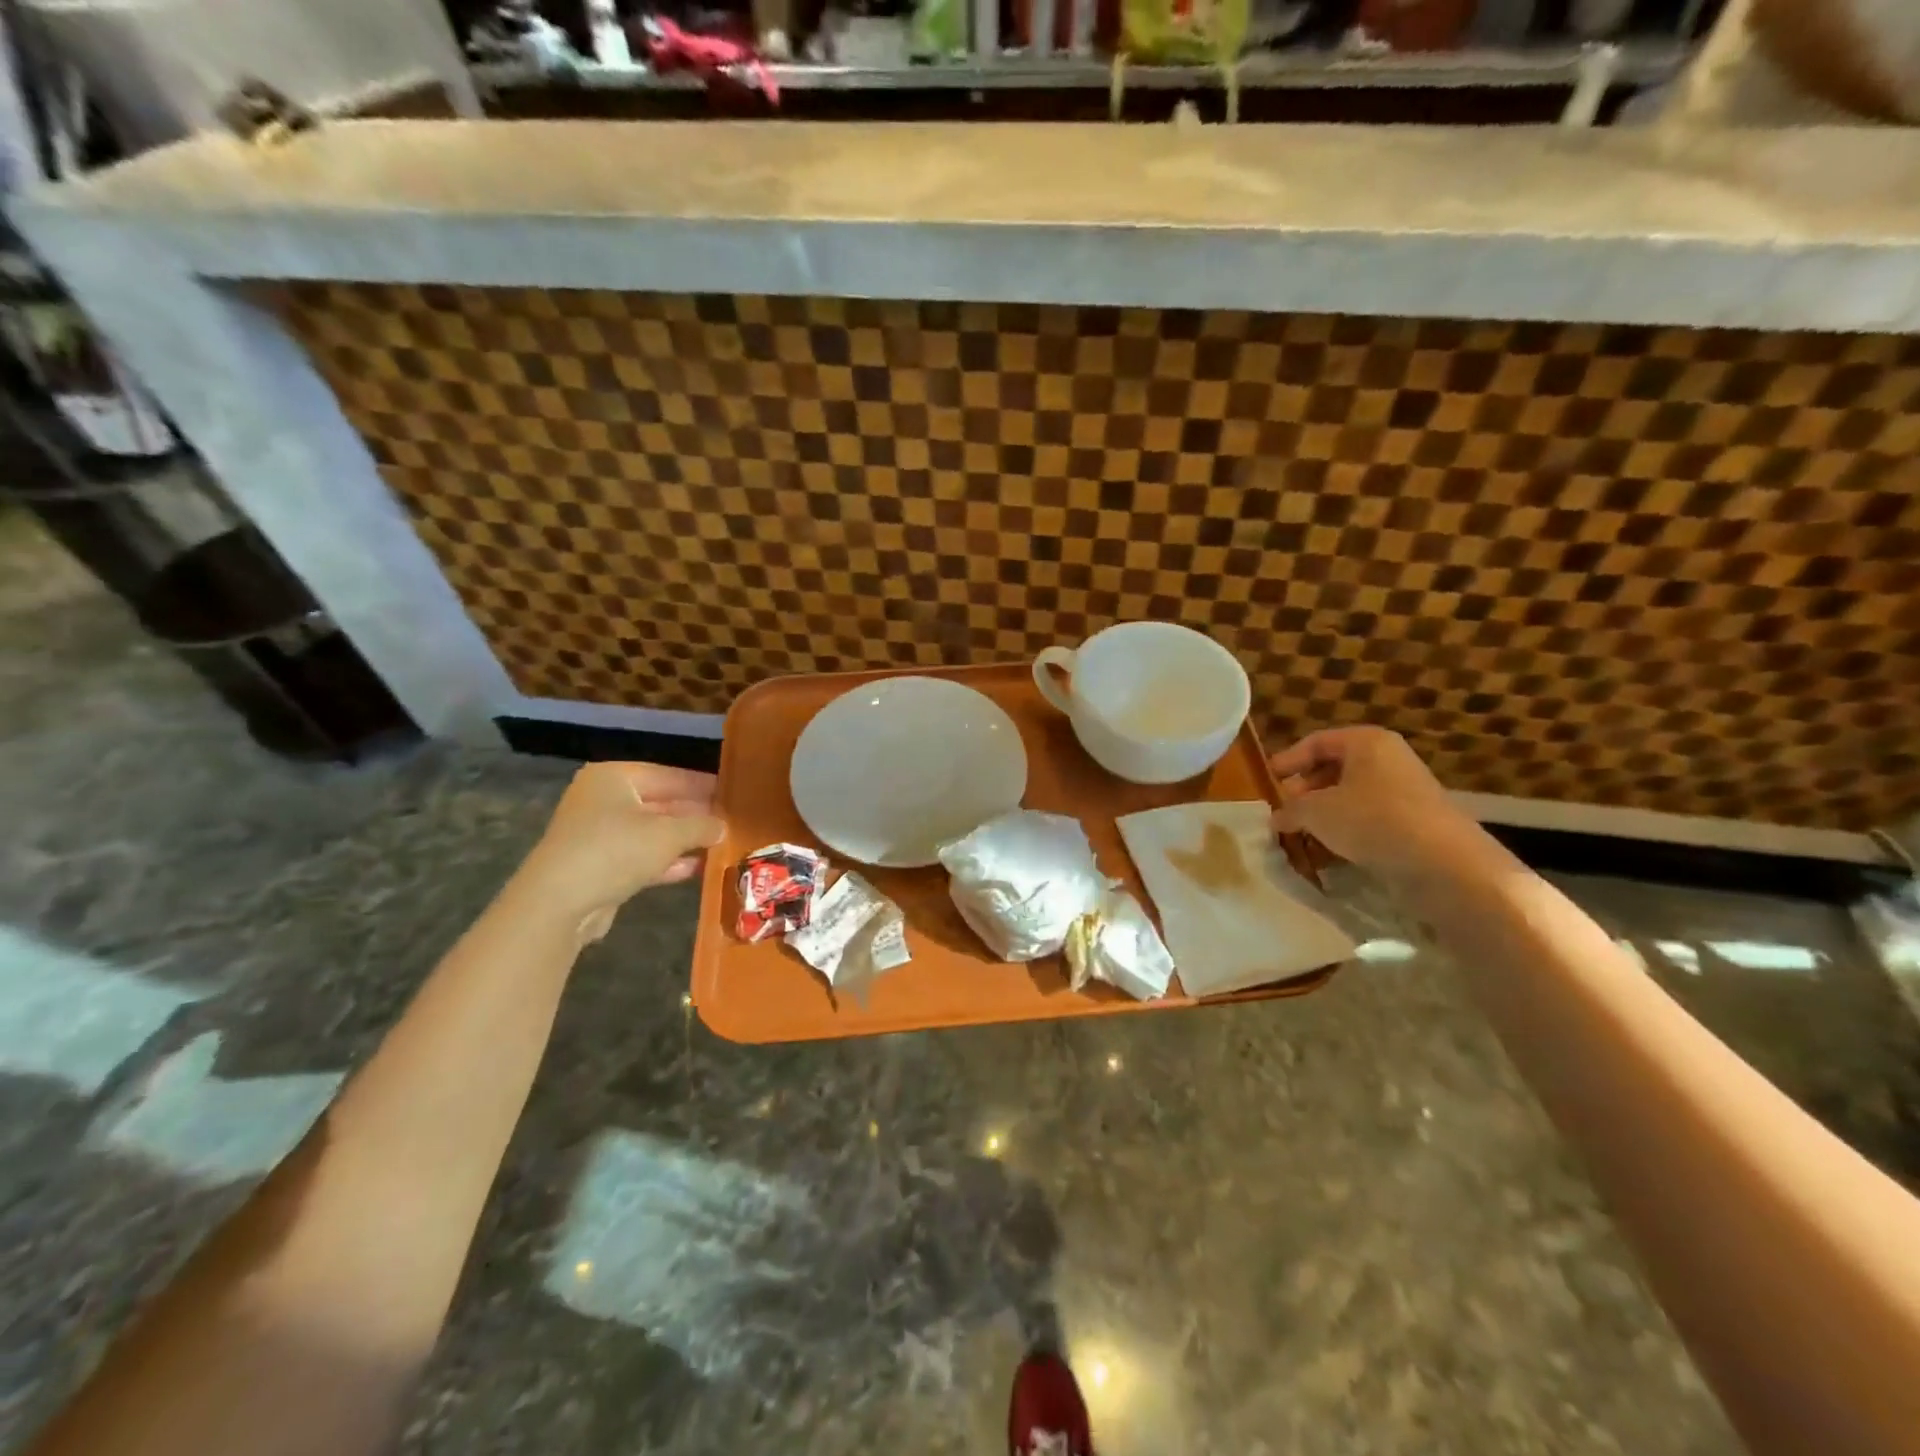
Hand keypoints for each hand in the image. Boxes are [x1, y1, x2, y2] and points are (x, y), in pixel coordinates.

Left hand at [514, 762, 723, 937]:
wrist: (558, 903)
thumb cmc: (615, 850)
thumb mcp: (669, 834)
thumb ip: (701, 826)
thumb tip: (723, 826)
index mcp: (615, 778)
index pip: (670, 776)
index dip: (704, 785)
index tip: (734, 793)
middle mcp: (604, 799)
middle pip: (661, 803)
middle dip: (695, 815)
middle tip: (732, 821)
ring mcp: (599, 833)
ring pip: (652, 832)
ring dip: (684, 840)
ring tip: (721, 844)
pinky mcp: (599, 865)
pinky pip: (641, 856)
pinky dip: (667, 860)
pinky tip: (697, 867)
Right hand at [1269, 726, 1488, 875]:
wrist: (1444, 862)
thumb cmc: (1372, 819)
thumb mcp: (1316, 811)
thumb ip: (1291, 810)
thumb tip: (1277, 817)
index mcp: (1366, 742)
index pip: (1317, 742)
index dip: (1289, 760)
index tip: (1268, 779)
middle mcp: (1389, 758)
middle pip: (1336, 766)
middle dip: (1306, 787)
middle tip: (1285, 808)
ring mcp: (1406, 789)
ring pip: (1353, 793)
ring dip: (1326, 810)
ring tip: (1304, 830)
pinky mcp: (1416, 820)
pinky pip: (1372, 815)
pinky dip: (1349, 826)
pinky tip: (1333, 847)